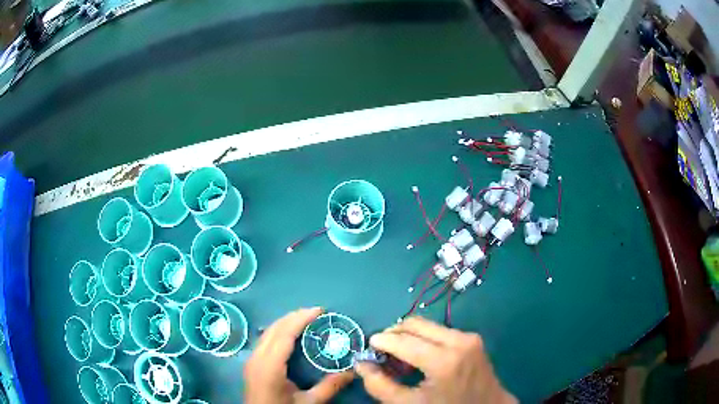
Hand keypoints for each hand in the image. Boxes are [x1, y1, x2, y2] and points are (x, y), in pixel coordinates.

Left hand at [244, 307, 354, 403]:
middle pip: (273, 329)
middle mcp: (256, 358)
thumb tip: (353, 371)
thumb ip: (329, 387)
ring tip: (305, 318)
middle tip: (316, 312)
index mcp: (269, 367)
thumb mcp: (308, 403)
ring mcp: (251, 360)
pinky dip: (278, 331)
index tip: (319, 310)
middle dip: (294, 316)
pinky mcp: (251, 363)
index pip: (284, 334)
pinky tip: (289, 334)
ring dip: (285, 322)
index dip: (301, 319)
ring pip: (266, 332)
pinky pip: (264, 339)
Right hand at [355, 317, 515, 403]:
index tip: (368, 347)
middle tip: (381, 348)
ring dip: (409, 335)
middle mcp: (458, 341)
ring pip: (428, 325)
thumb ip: (379, 385)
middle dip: (394, 332)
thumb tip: (361, 364)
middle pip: (416, 324)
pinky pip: (441, 331)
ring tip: (399, 353)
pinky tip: (420, 354)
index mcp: (443, 360)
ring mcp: (469, 337)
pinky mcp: (473, 338)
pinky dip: (424, 338)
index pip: (403, 341)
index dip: (381, 341)